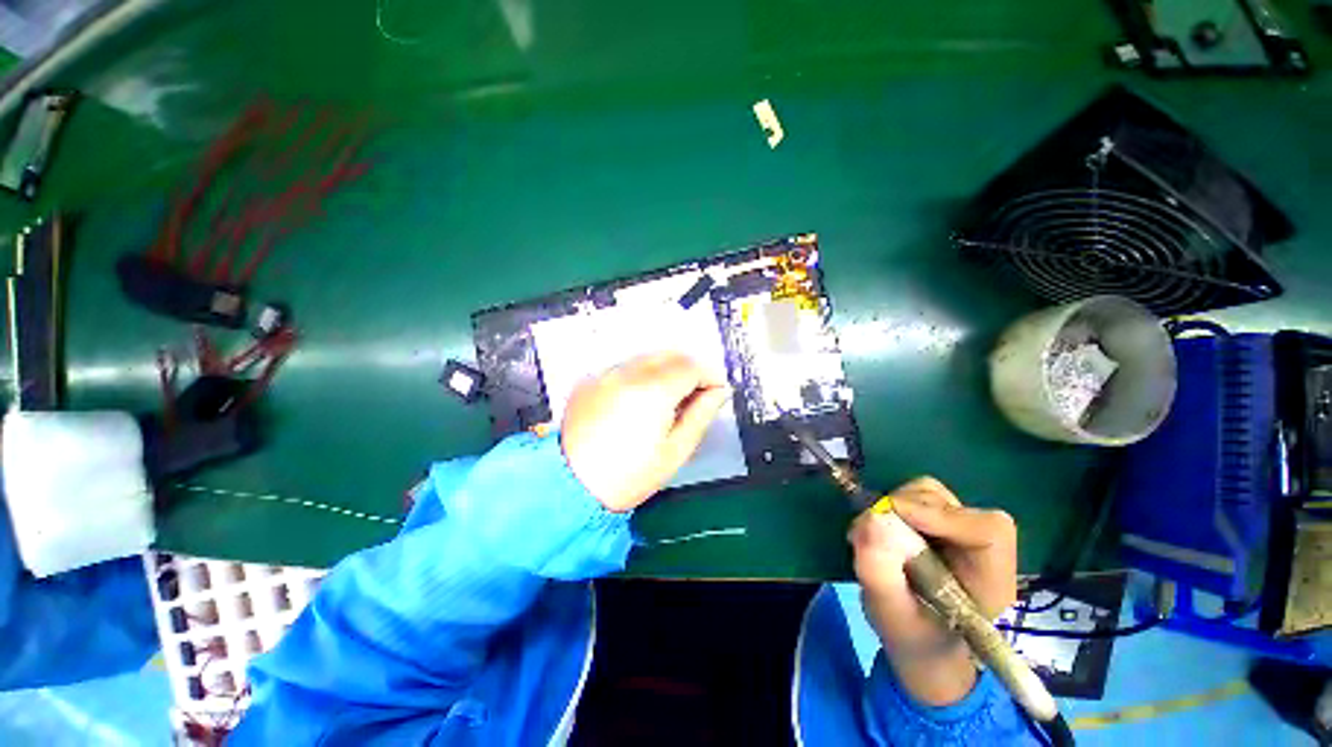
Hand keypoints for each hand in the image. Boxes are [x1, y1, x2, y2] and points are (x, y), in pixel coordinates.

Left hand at [561, 352, 731, 511]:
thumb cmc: (629, 476)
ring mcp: (605, 373)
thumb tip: (720, 391)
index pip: (691, 365)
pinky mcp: (590, 380)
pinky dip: (641, 375)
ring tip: (667, 399)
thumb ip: (701, 415)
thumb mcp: (675, 451)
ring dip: (666, 370)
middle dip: (689, 368)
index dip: (710, 375)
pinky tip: (638, 400)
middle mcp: (628, 373)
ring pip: (647, 358)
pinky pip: (625, 366)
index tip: (716, 392)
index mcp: (653, 391)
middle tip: (695, 394)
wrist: (570, 485)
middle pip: (670, 354)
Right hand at [849, 477, 1017, 704]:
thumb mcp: (890, 615)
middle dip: (904, 510)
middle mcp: (980, 548)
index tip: (893, 517)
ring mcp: (959, 530)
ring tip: (873, 537)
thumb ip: (880, 572)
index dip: (942, 515)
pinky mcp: (938, 521)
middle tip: (869, 533)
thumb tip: (870, 519)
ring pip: (930, 494)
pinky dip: (891, 506)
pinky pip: (914, 496)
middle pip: (951, 504)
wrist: (920, 644)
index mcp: (990, 580)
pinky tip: (880, 532)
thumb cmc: (912, 637)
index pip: (989, 530)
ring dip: (894, 507)